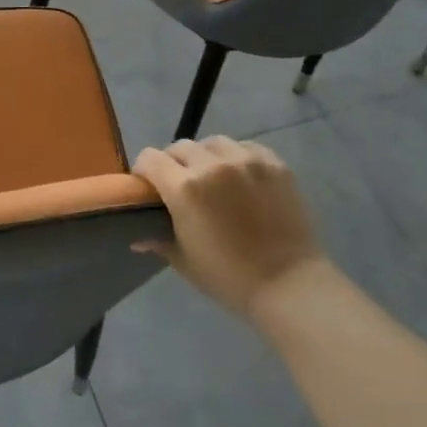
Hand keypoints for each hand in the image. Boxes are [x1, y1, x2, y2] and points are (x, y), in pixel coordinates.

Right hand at [132, 137, 325, 319]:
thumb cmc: (228, 277)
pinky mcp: (275, 165)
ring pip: (213, 143)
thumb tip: (138, 236)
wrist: (289, 284)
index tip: (147, 187)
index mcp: (185, 188)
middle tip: (179, 186)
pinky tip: (240, 177)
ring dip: (204, 156)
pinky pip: (246, 147)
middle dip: (172, 163)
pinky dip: (236, 156)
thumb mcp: (183, 260)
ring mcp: (247, 161)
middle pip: (179, 147)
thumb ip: (157, 239)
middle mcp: (213, 165)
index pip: (150, 158)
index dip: (143, 171)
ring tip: (212, 177)